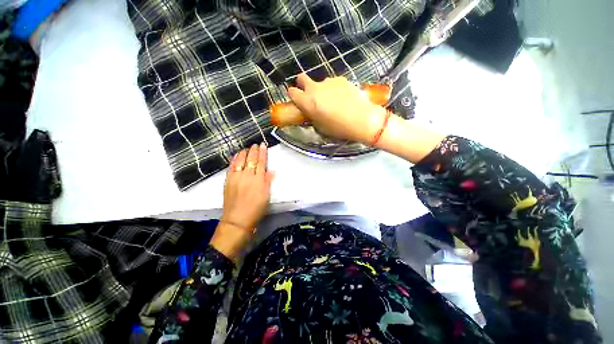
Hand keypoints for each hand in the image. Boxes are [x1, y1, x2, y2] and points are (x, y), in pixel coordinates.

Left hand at [211, 143, 274, 259]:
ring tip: (246, 148)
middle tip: (255, 144)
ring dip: (244, 153)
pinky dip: (234, 159)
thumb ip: (268, 182)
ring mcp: (236, 178)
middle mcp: (247, 176)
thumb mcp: (266, 197)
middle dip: (253, 150)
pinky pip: (231, 167)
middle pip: (251, 160)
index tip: (263, 145)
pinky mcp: (228, 181)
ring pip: (240, 161)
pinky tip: (235, 155)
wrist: (237, 220)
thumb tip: (271, 171)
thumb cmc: (256, 210)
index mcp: (258, 180)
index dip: (262, 153)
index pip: (261, 162)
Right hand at [288, 73, 387, 144]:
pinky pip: (332, 83)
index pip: (292, 92)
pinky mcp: (341, 79)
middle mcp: (315, 88)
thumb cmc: (338, 128)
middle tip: (309, 95)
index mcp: (307, 101)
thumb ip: (312, 115)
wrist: (361, 119)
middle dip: (302, 84)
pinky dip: (334, 89)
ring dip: (322, 90)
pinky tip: (343, 98)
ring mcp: (328, 81)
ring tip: (333, 101)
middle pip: (302, 78)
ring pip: (319, 83)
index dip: (293, 95)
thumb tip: (310, 110)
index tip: (297, 100)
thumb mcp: (320, 127)